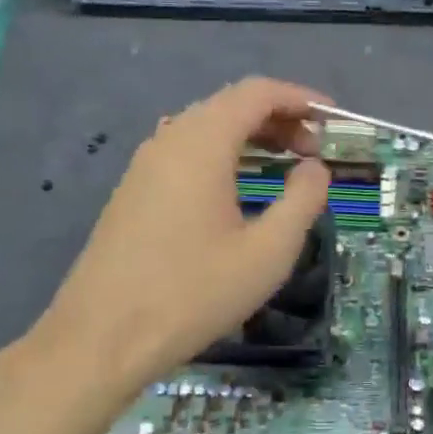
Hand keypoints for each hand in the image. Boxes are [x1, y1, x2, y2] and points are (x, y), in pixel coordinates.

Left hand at [0, 78, 330, 433]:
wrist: (99, 340)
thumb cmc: (192, 294)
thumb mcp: (267, 252)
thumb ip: (303, 199)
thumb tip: (314, 167)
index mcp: (201, 144)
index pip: (256, 93)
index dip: (300, 98)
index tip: (333, 119)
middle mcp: (169, 140)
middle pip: (231, 105)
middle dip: (279, 118)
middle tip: (315, 150)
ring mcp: (145, 165)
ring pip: (207, 128)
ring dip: (251, 136)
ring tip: (286, 165)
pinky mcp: (133, 190)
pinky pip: (187, 152)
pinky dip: (224, 154)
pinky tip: (240, 188)